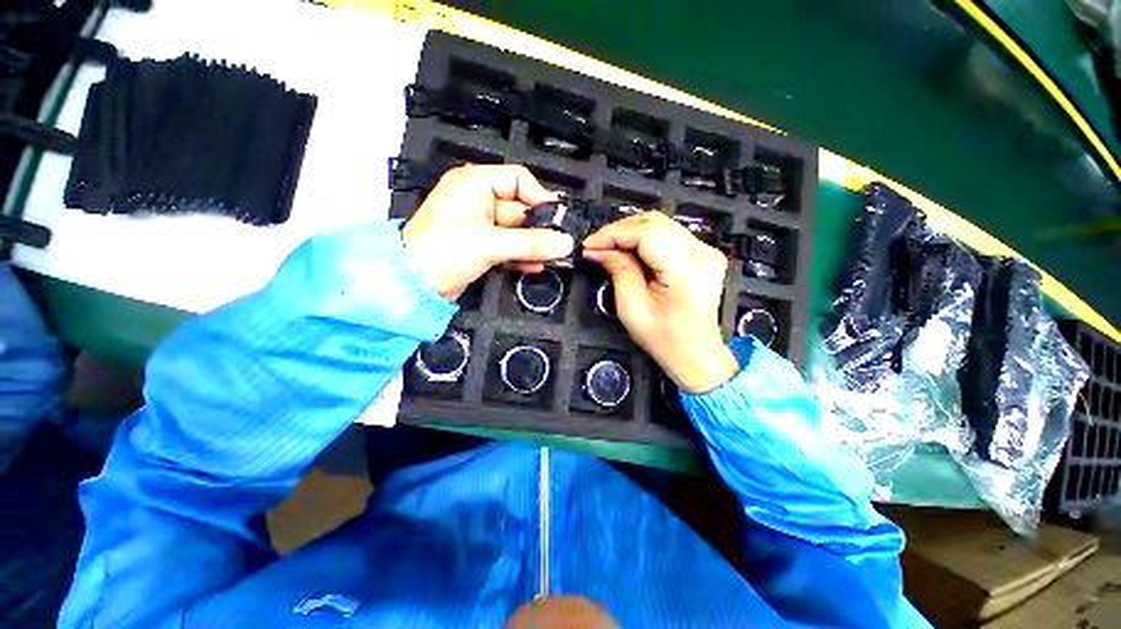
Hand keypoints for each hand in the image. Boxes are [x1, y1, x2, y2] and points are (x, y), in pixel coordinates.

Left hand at [402, 165, 574, 299]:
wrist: (412, 286)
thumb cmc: (439, 251)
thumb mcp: (489, 243)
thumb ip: (531, 243)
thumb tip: (565, 243)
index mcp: (474, 184)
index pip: (518, 180)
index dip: (540, 197)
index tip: (558, 218)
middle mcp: (478, 201)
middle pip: (521, 209)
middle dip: (541, 228)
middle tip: (561, 243)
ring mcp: (480, 226)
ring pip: (517, 231)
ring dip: (535, 245)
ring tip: (554, 257)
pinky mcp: (481, 247)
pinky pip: (510, 247)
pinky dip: (523, 256)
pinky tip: (536, 266)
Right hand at [583, 212, 738, 393]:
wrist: (697, 354)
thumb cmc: (665, 339)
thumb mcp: (632, 308)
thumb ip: (618, 271)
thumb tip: (599, 250)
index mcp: (686, 268)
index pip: (646, 232)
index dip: (613, 234)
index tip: (589, 245)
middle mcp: (702, 252)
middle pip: (654, 222)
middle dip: (619, 230)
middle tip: (596, 246)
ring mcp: (706, 250)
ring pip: (660, 224)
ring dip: (630, 233)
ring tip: (609, 248)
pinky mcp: (704, 253)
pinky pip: (668, 234)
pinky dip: (644, 239)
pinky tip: (629, 251)